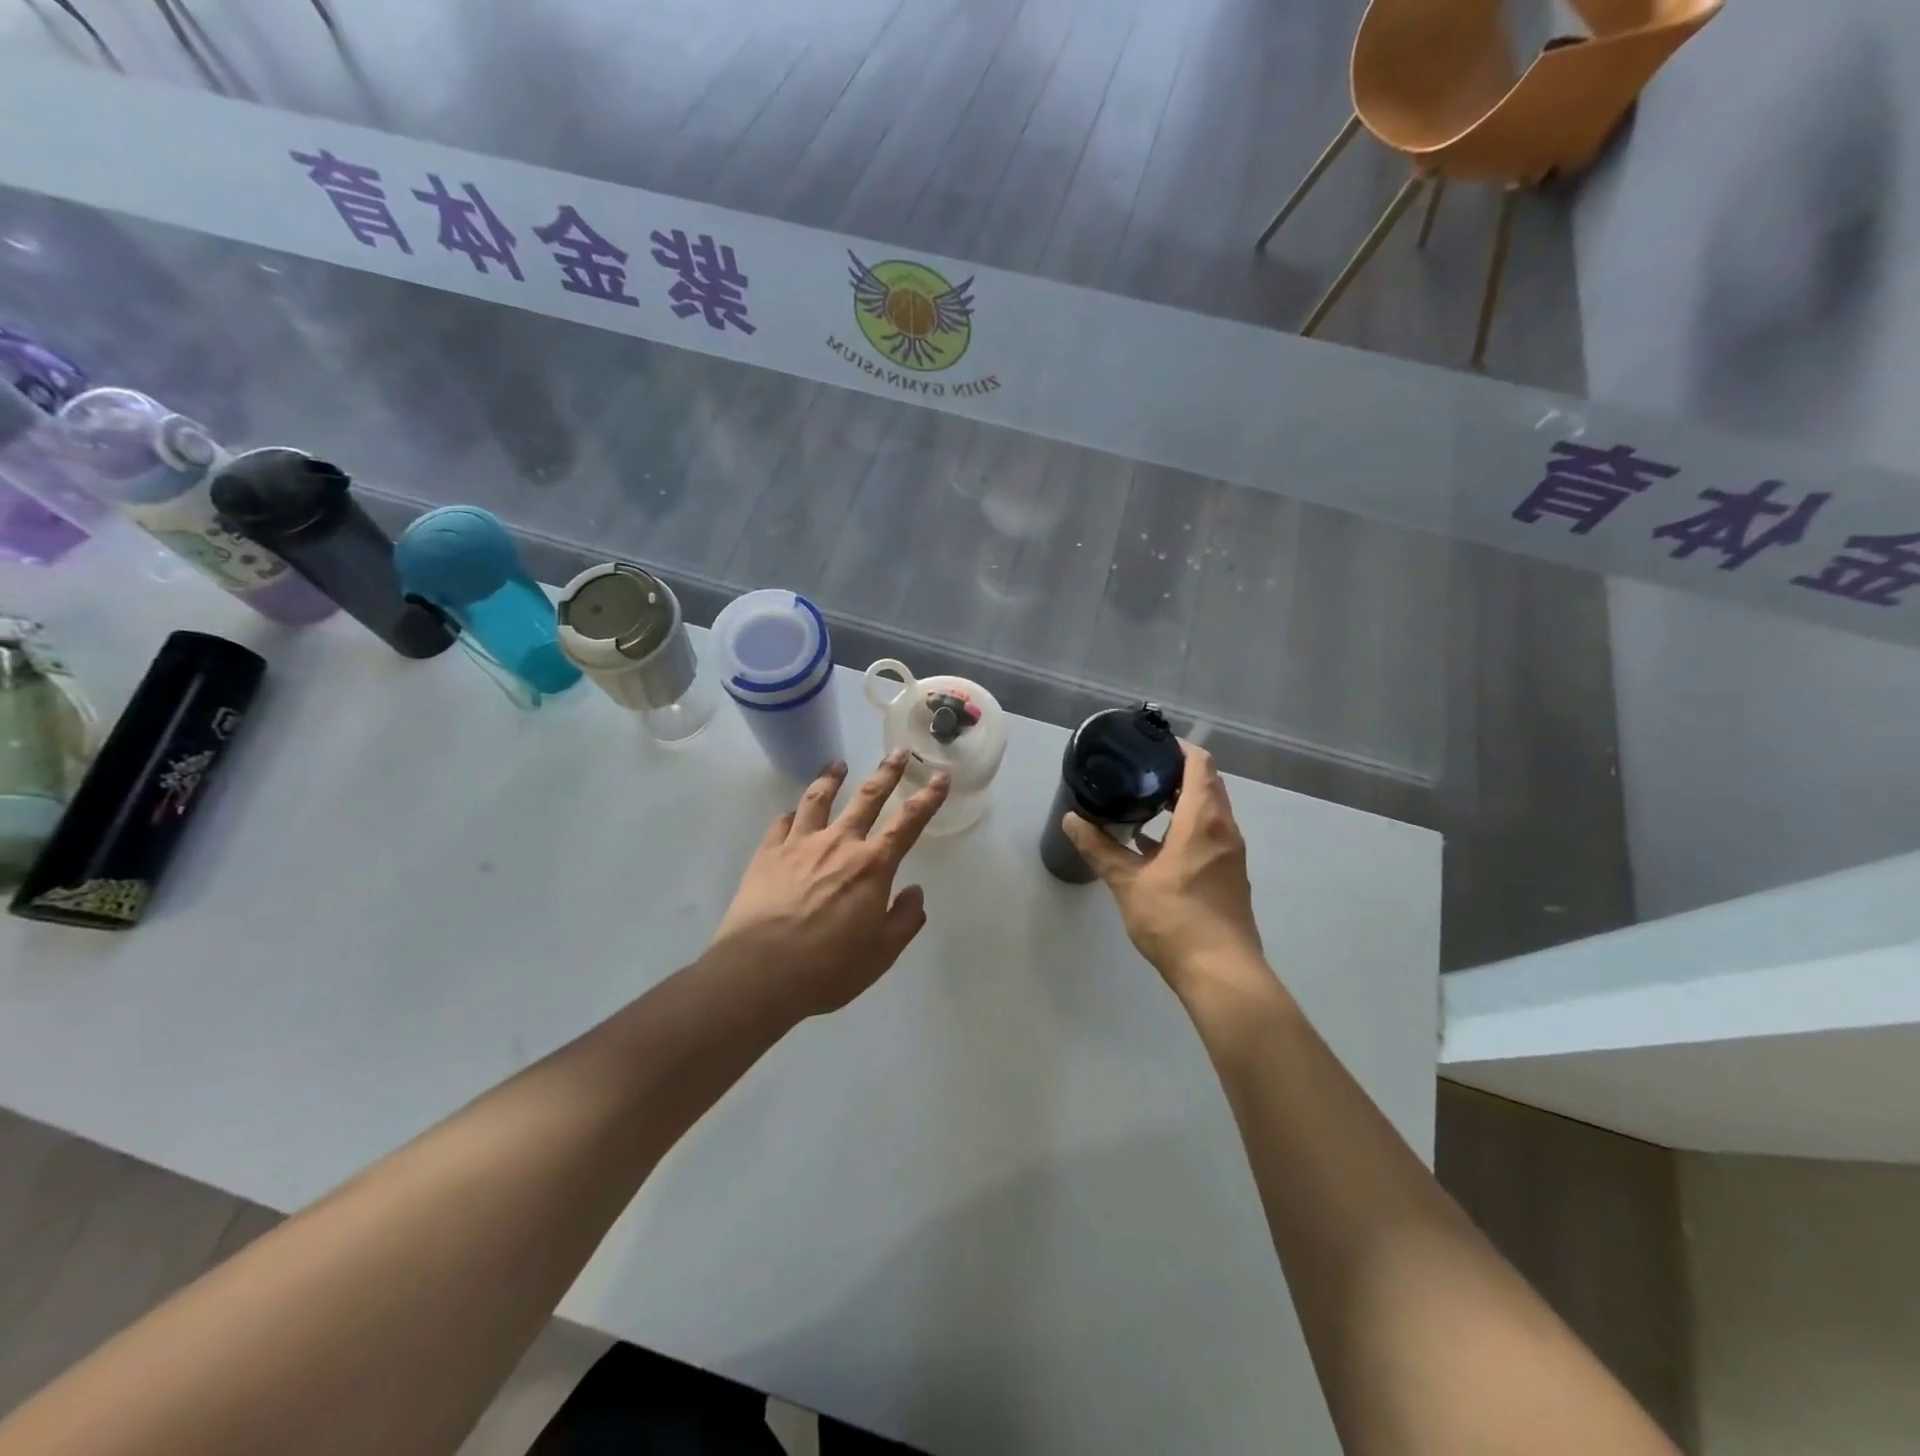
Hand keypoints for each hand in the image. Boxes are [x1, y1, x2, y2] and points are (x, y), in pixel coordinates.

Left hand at [712, 752, 949, 1016]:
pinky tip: (791, 812)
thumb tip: (915, 892)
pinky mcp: (767, 853)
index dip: (928, 798)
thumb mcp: (881, 954)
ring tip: (838, 764)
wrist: (760, 971)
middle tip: (897, 752)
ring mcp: (800, 844)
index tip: (940, 776)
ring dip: (831, 778)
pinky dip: (791, 814)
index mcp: (873, 866)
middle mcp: (840, 844)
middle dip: (887, 773)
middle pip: (868, 797)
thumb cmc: (828, 967)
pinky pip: (781, 823)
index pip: (909, 822)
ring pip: (819, 799)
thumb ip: (904, 920)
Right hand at [1064, 743, 1275, 1004]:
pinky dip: (1187, 828)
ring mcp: (1231, 854)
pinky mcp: (1230, 875)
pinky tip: (1154, 846)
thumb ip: (1100, 848)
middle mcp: (1224, 829)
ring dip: (1181, 802)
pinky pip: (1210, 835)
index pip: (1200, 765)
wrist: (1221, 973)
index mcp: (1203, 820)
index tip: (1151, 743)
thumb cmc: (1175, 920)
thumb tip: (1071, 819)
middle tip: (1139, 771)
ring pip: (1210, 812)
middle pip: (1207, 785)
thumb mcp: (1128, 882)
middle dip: (1176, 773)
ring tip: (1143, 803)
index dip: (1179, 748)